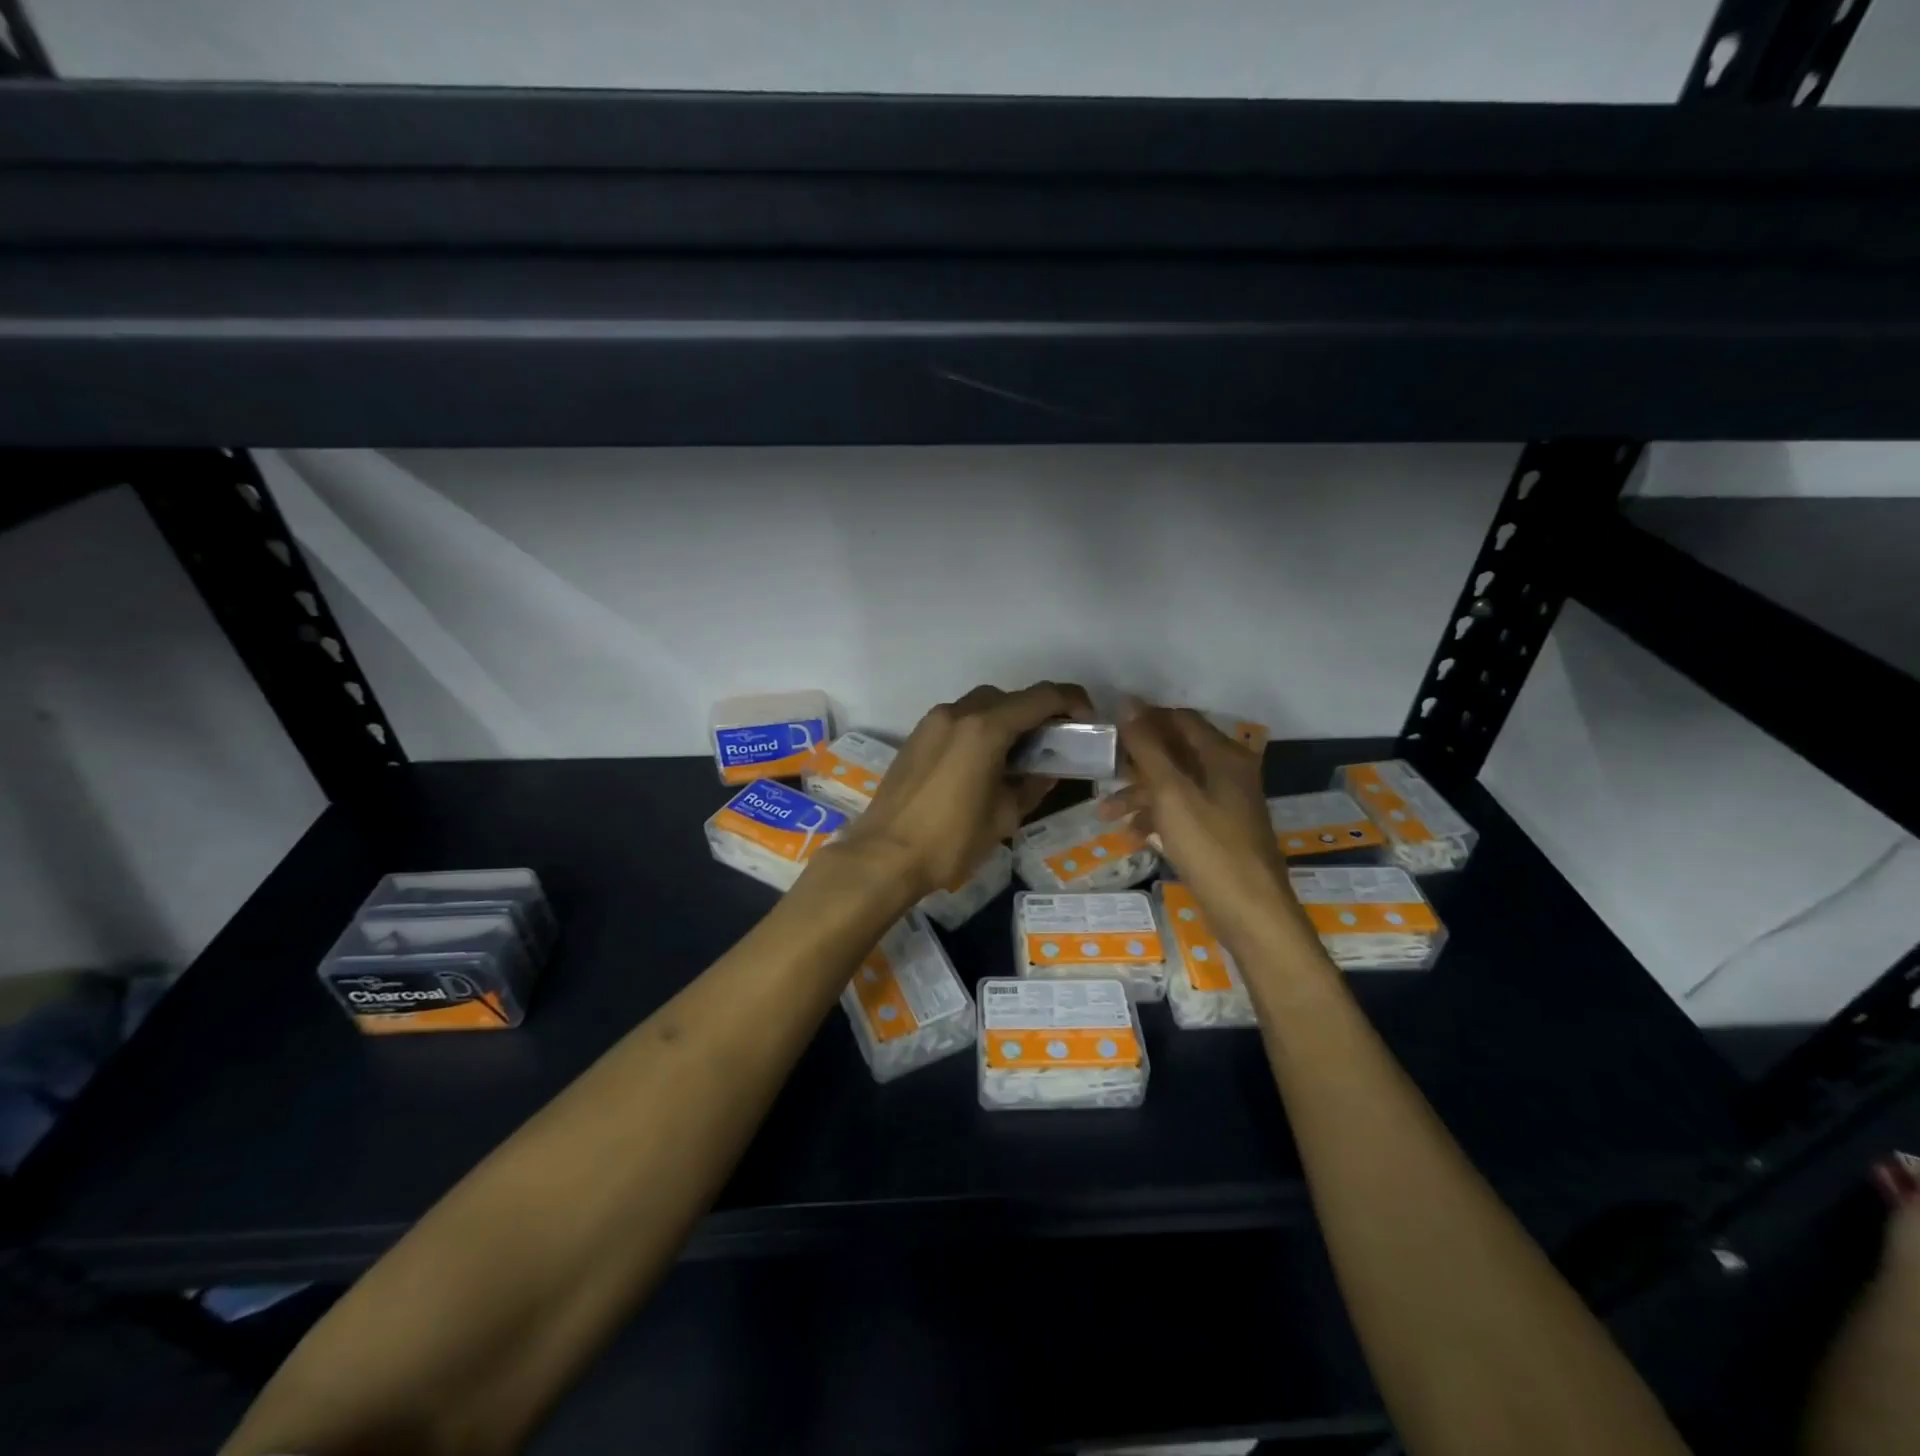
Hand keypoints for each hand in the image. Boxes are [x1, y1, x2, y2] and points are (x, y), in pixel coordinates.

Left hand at [828, 682, 1094, 901]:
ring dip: (1006, 720)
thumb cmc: (951, 840)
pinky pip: (958, 720)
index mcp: (986, 728)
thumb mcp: (1005, 816)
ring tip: (1017, 757)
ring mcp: (933, 722)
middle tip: (1052, 745)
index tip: (1086, 722)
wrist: (883, 856)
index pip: (1042, 697)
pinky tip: (983, 764)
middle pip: (1010, 697)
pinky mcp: (916, 737)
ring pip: (981, 705)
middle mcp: (959, 713)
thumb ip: (1033, 784)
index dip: (1072, 702)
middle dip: (1037, 713)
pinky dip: (979, 730)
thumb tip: (1047, 770)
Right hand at [1105, 702, 1303, 947]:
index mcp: (1223, 755)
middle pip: (1176, 752)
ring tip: (1105, 814)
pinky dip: (1157, 818)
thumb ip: (1148, 747)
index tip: (1109, 729)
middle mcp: (1228, 772)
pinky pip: (1182, 812)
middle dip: (1136, 762)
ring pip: (1175, 785)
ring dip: (1140, 795)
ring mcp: (1226, 804)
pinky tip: (1133, 836)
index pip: (1180, 719)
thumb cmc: (1210, 846)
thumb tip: (1128, 702)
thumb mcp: (1171, 793)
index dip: (1145, 718)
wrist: (1251, 912)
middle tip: (1102, 771)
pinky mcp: (1219, 832)